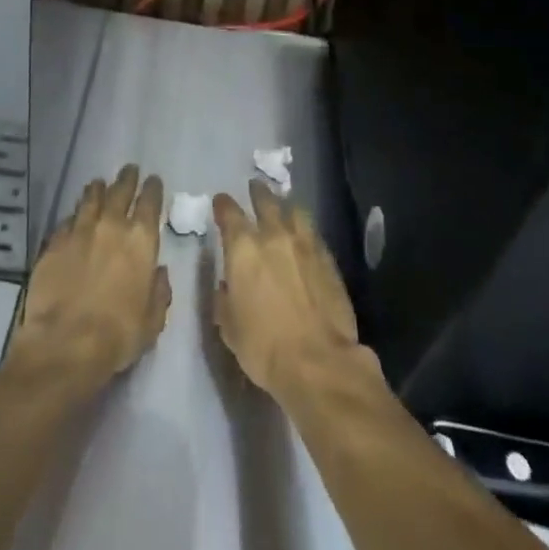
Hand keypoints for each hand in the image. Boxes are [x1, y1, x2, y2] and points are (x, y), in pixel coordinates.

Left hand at [12, 164, 169, 388]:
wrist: (64, 344)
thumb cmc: (118, 335)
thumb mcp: (153, 319)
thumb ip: (159, 290)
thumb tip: (157, 272)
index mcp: (141, 241)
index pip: (150, 203)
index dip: (153, 189)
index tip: (153, 180)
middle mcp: (111, 227)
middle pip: (120, 192)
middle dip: (127, 179)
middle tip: (129, 170)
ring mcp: (78, 232)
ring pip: (90, 199)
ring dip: (98, 190)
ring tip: (99, 184)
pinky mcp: (53, 244)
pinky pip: (67, 221)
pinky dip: (74, 215)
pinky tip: (74, 217)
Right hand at [213, 180, 362, 401]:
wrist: (318, 362)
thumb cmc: (263, 347)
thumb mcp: (228, 326)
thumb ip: (224, 297)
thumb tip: (227, 284)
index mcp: (243, 249)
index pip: (229, 213)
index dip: (223, 205)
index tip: (220, 202)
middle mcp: (274, 237)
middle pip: (266, 201)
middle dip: (257, 192)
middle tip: (254, 187)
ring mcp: (305, 245)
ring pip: (295, 211)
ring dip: (285, 205)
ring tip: (282, 204)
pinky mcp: (328, 259)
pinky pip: (313, 233)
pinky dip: (304, 229)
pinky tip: (304, 234)